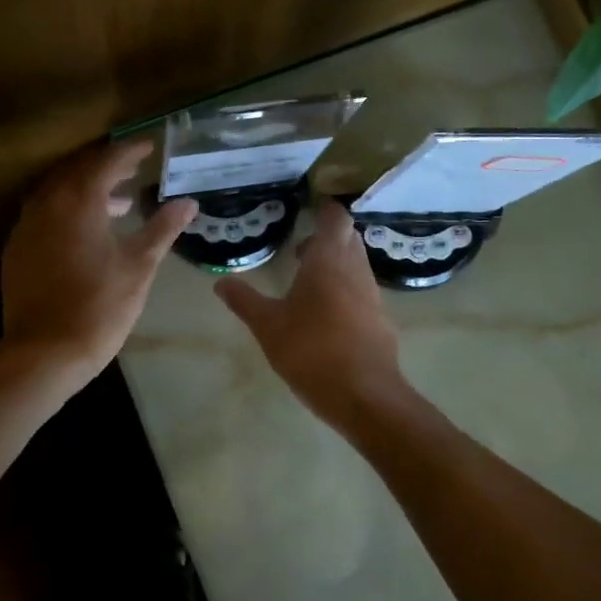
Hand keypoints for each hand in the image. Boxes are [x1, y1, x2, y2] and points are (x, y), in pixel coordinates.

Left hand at [0, 139, 196, 388]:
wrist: (45, 352)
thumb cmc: (100, 307)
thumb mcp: (139, 267)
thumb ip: (162, 229)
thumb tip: (189, 203)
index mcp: (79, 201)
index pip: (107, 161)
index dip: (131, 151)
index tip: (150, 146)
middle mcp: (47, 203)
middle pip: (77, 170)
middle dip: (106, 166)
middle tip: (133, 169)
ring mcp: (26, 226)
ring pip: (57, 192)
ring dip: (85, 189)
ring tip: (116, 204)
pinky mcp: (16, 249)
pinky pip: (42, 214)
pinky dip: (65, 211)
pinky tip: (83, 232)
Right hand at [215, 199, 405, 424]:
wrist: (363, 394)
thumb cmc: (311, 350)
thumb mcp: (267, 326)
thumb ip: (244, 300)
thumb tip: (220, 282)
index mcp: (328, 261)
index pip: (335, 219)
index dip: (325, 209)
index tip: (310, 206)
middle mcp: (355, 270)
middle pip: (348, 240)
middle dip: (328, 238)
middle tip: (301, 249)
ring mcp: (372, 296)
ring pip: (357, 266)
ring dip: (336, 265)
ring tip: (308, 282)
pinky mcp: (379, 320)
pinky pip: (362, 291)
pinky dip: (345, 290)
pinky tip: (326, 314)